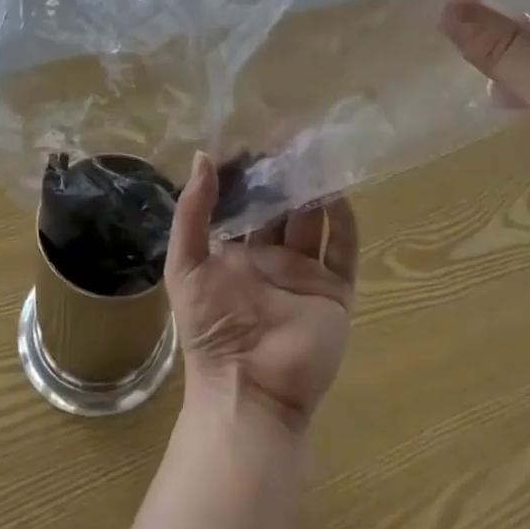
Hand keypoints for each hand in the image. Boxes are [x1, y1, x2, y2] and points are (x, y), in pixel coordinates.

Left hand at [166, 153, 358, 432]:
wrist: (249, 390)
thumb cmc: (211, 328)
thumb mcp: (185, 265)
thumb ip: (192, 212)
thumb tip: (202, 156)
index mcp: (236, 252)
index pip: (246, 202)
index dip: (251, 174)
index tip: (256, 138)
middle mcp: (272, 258)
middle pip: (283, 207)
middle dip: (286, 175)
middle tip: (293, 138)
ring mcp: (304, 275)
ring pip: (314, 222)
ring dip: (316, 190)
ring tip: (318, 155)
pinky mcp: (333, 292)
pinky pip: (343, 251)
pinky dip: (344, 223)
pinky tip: (338, 195)